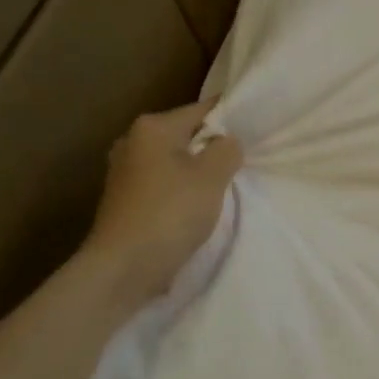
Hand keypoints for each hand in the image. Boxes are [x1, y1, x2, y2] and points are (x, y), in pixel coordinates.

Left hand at [82, 100, 241, 306]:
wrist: (123, 268)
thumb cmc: (170, 215)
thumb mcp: (211, 178)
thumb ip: (227, 150)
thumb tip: (227, 141)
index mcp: (152, 128)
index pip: (201, 110)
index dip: (230, 119)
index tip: (255, 133)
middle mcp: (132, 142)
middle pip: (186, 136)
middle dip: (212, 149)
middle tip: (242, 166)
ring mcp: (124, 172)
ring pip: (174, 162)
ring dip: (197, 173)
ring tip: (222, 191)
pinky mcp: (124, 200)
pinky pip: (163, 185)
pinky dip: (181, 192)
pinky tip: (195, 209)